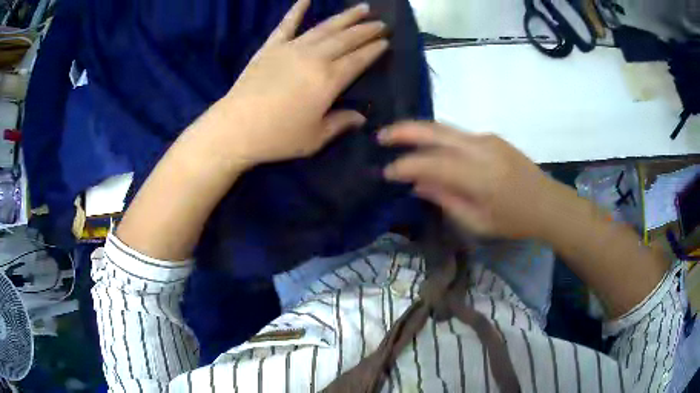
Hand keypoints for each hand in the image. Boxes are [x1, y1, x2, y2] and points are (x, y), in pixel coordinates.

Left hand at [217, 0, 387, 166]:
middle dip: (366, 30)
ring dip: (345, 17)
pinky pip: (286, 24)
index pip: (358, 59)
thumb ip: (340, 123)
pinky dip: (296, 10)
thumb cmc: (277, 137)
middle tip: (381, 23)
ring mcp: (291, 48)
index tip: (385, 41)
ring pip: (325, 27)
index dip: (374, 50)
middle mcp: (314, 58)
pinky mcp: (270, 47)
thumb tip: (361, 117)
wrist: (235, 129)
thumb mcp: (315, 138)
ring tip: (362, 7)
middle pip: (346, 39)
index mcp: (329, 80)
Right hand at [380, 122, 555, 238]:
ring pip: (445, 128)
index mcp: (478, 176)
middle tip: (381, 136)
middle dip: (404, 131)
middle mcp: (480, 149)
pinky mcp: (491, 138)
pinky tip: (430, 149)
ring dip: (419, 131)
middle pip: (435, 131)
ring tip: (397, 138)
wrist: (547, 203)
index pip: (431, 163)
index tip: (387, 172)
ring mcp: (486, 139)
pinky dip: (438, 139)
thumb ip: (446, 199)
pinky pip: (457, 135)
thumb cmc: (514, 220)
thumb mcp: (478, 222)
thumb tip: (418, 184)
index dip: (405, 166)